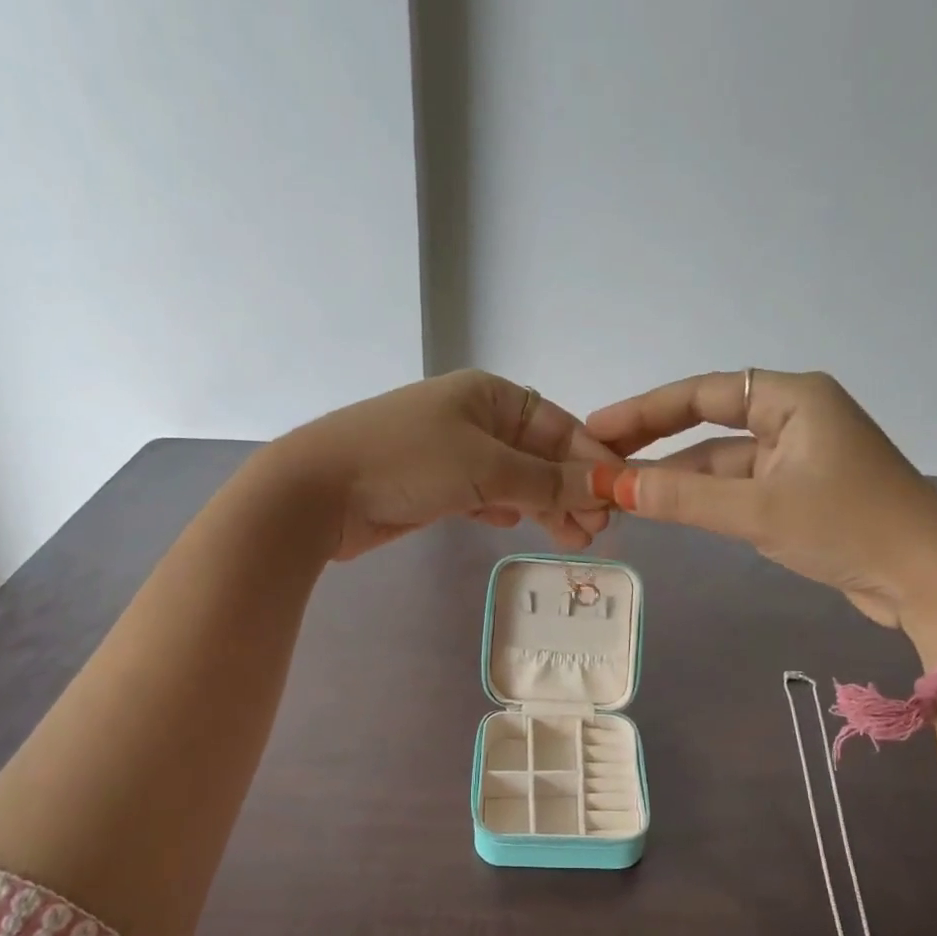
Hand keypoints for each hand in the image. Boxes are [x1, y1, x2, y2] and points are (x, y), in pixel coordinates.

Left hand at [263, 370, 617, 558]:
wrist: (318, 492)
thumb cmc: (406, 462)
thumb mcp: (485, 467)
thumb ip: (546, 481)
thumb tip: (603, 487)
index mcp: (489, 395)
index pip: (558, 425)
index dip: (590, 460)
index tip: (617, 496)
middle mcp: (474, 418)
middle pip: (539, 454)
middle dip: (570, 489)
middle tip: (596, 531)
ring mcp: (452, 454)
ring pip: (515, 479)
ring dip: (544, 506)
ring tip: (573, 540)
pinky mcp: (434, 487)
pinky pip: (486, 495)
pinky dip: (506, 509)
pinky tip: (517, 525)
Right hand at [586, 369, 936, 639]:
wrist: (927, 580)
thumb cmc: (849, 528)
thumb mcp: (758, 511)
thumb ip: (683, 499)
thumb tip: (612, 486)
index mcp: (793, 399)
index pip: (703, 393)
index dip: (645, 410)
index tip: (596, 428)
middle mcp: (793, 418)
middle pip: (707, 425)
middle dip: (653, 443)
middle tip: (596, 459)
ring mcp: (795, 458)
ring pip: (719, 462)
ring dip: (674, 477)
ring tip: (616, 490)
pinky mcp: (797, 494)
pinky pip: (736, 488)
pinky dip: (701, 499)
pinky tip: (664, 509)